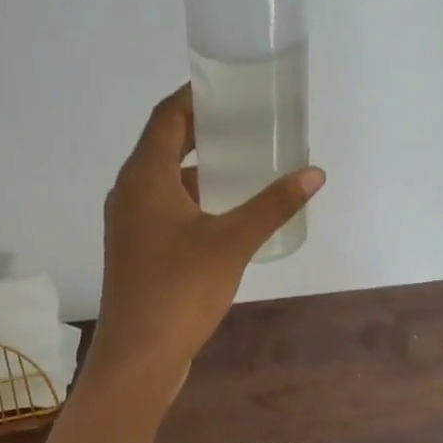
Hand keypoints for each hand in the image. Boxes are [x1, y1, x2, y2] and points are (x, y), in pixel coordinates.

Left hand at [87, 85, 323, 392]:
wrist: (139, 356)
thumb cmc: (180, 289)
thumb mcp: (233, 242)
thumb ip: (273, 205)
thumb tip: (314, 174)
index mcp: (144, 177)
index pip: (166, 117)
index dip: (194, 96)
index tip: (227, 85)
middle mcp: (128, 192)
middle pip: (163, 144)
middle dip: (200, 129)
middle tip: (243, 119)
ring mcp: (128, 223)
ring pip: (163, 179)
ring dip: (197, 166)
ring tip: (241, 159)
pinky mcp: (135, 249)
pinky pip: (163, 207)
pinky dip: (191, 198)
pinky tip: (225, 210)